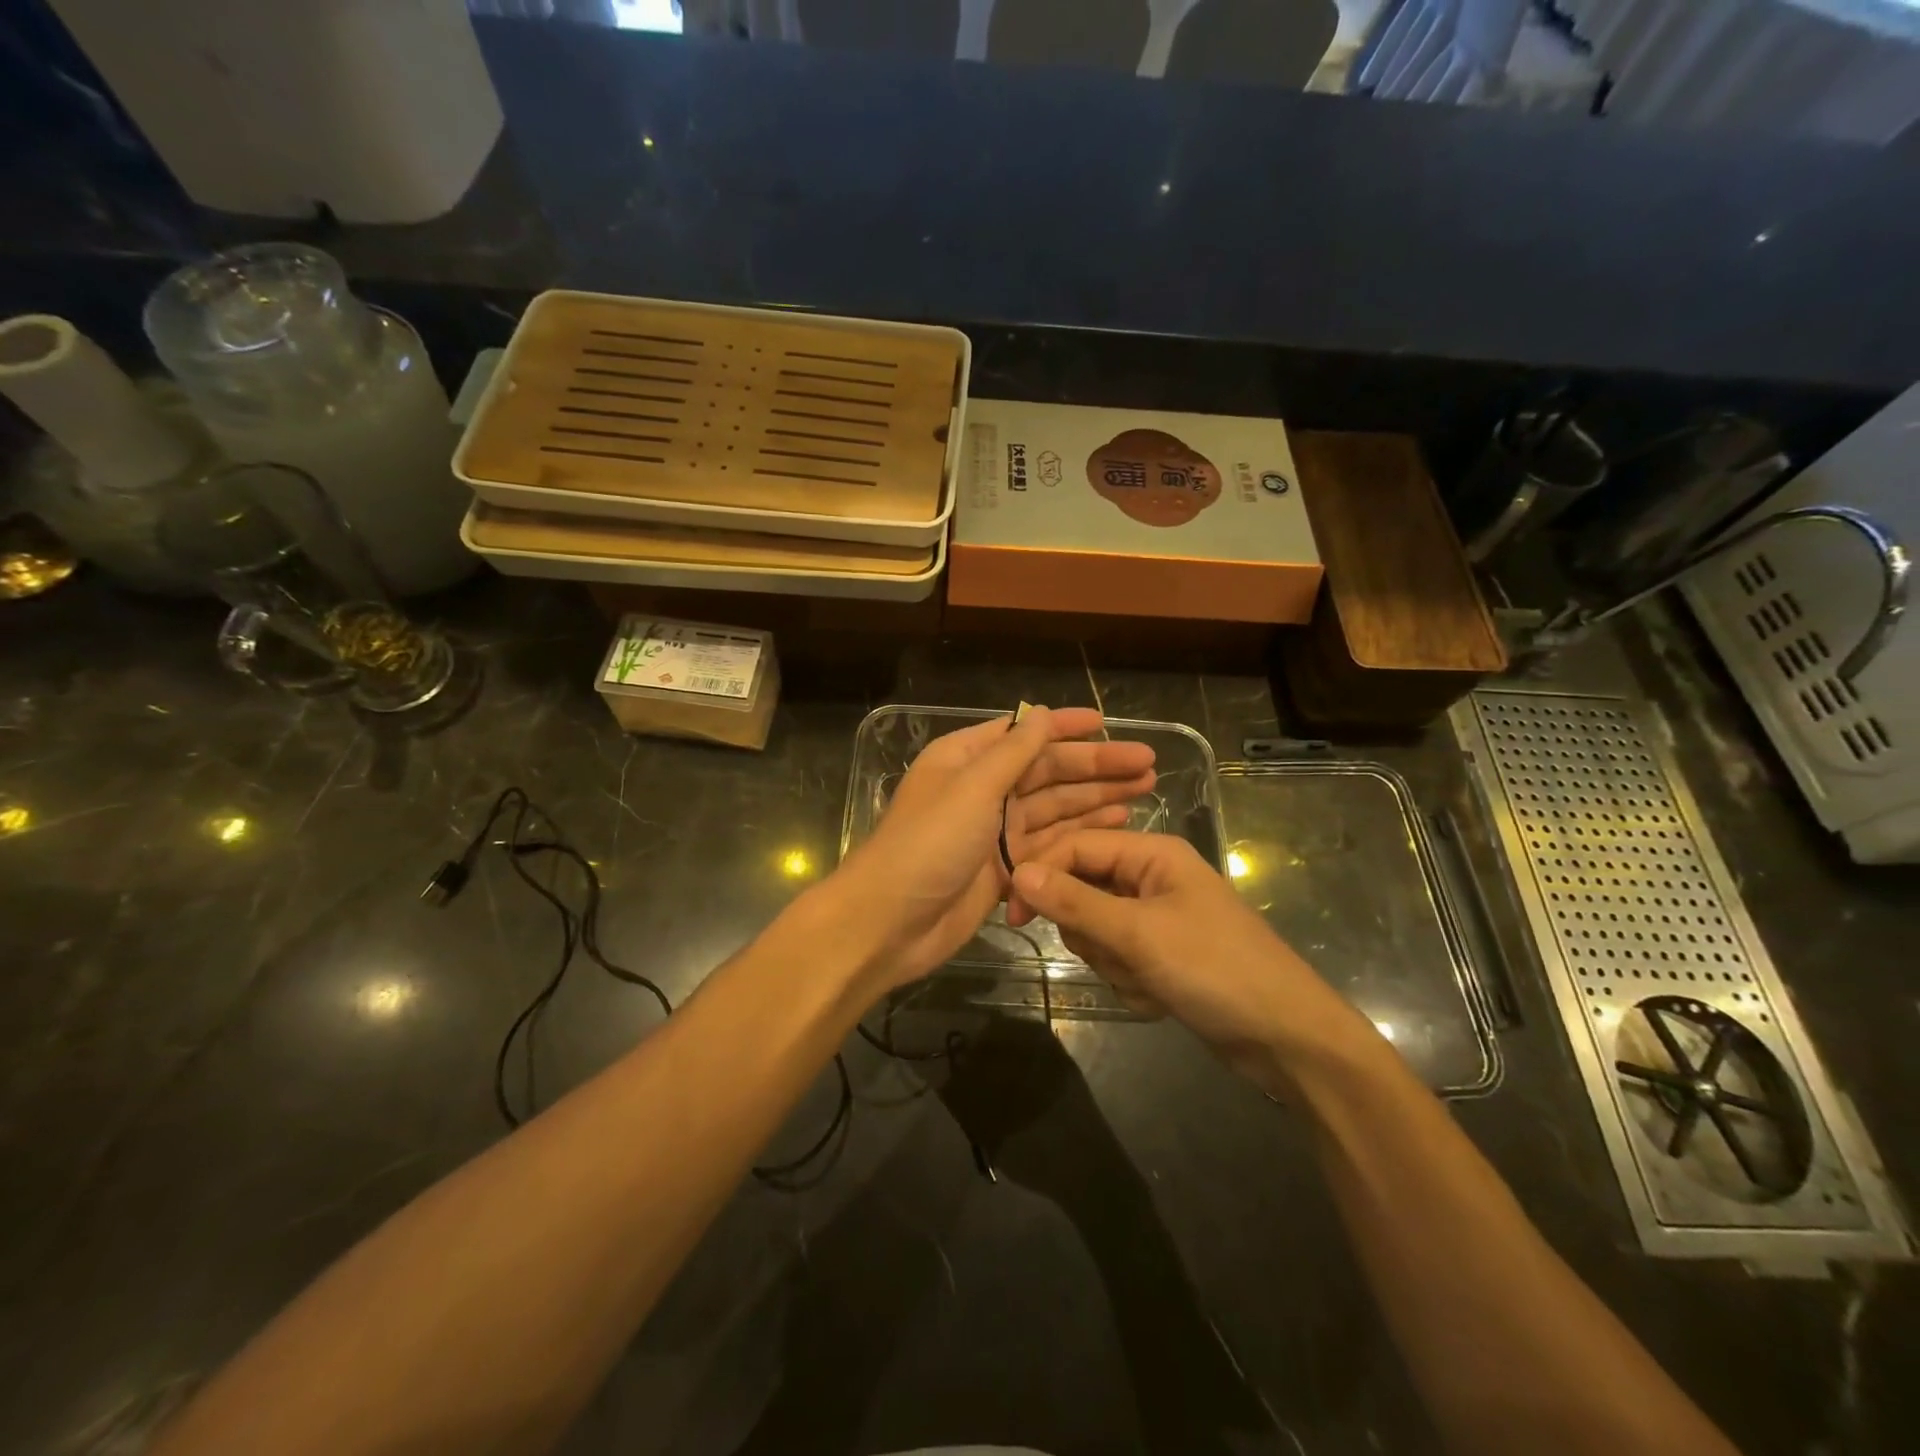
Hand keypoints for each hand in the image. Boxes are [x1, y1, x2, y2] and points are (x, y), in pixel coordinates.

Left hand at [831, 708, 1155, 995]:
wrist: (890, 923)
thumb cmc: (926, 845)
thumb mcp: (971, 789)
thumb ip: (1011, 753)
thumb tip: (1041, 713)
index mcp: (965, 759)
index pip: (1022, 734)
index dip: (1064, 727)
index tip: (1106, 723)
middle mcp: (982, 790)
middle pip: (1047, 772)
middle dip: (1095, 767)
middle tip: (1147, 764)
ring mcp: (994, 832)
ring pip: (1054, 808)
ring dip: (1096, 798)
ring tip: (1144, 790)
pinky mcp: (1005, 869)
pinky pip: (1050, 844)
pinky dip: (1081, 834)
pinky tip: (1116, 823)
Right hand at [1007, 831, 1382, 1091]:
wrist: (1286, 1037)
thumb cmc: (1215, 969)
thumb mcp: (1138, 934)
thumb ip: (1075, 902)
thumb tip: (1018, 872)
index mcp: (1151, 854)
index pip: (1075, 847)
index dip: (1040, 875)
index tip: (1012, 915)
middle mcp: (1150, 877)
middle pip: (1081, 892)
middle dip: (1091, 932)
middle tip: (1116, 955)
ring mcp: (1156, 918)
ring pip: (1096, 931)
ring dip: (1112, 963)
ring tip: (1149, 980)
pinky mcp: (1160, 954)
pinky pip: (1118, 960)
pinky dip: (1130, 982)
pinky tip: (1160, 997)